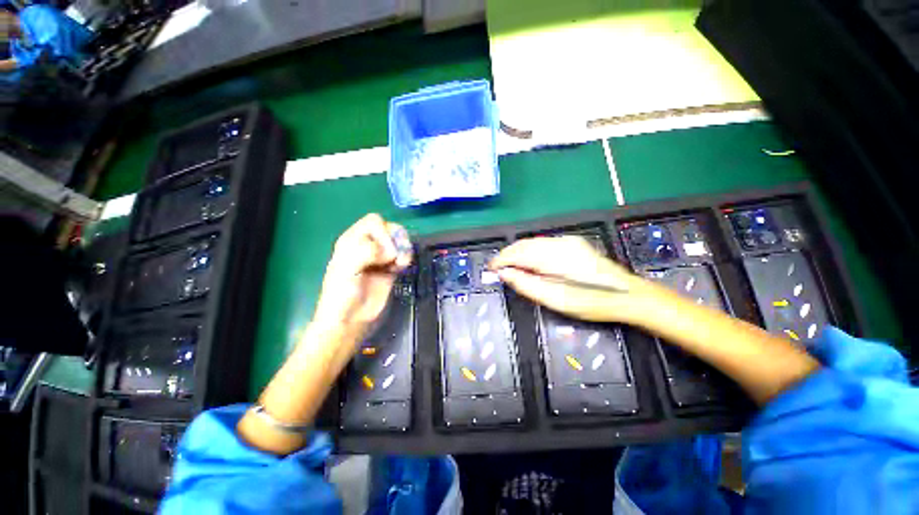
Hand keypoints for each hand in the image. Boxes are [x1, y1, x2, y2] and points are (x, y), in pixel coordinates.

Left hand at [312, 214, 411, 336]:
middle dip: (397, 239)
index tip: (384, 252)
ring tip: (401, 263)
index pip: (374, 221)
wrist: (349, 320)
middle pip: (389, 228)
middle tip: (395, 256)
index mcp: (352, 240)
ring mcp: (380, 257)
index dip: (383, 232)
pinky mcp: (390, 268)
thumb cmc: (341, 295)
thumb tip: (389, 251)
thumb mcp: (346, 270)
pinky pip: (403, 254)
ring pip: (398, 240)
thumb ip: (365, 252)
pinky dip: (406, 258)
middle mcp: (367, 245)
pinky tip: (401, 268)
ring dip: (404, 248)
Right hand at [489, 236, 649, 323]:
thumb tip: (504, 273)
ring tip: (508, 266)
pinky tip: (527, 261)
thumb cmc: (592, 302)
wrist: (628, 294)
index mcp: (554, 257)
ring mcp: (566, 241)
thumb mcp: (557, 300)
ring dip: (517, 252)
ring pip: (532, 241)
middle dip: (507, 255)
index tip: (491, 269)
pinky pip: (541, 243)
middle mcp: (559, 243)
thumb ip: (527, 285)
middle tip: (497, 268)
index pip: (518, 252)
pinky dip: (529, 251)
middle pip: (523, 244)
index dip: (501, 260)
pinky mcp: (571, 243)